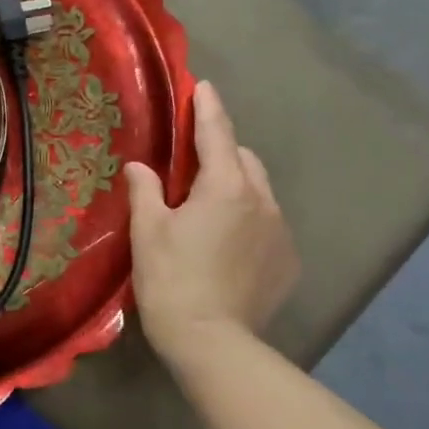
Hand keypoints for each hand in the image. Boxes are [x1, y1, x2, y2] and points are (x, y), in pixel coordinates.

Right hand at [126, 80, 298, 361]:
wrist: (213, 343)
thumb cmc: (172, 280)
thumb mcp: (148, 231)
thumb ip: (145, 190)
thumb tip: (140, 166)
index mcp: (225, 187)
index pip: (217, 133)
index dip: (207, 107)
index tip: (203, 86)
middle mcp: (261, 201)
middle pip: (243, 159)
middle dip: (221, 150)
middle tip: (191, 164)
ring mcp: (280, 232)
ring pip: (259, 190)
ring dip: (236, 185)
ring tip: (208, 207)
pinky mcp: (288, 261)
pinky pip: (268, 223)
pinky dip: (249, 218)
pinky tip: (228, 243)